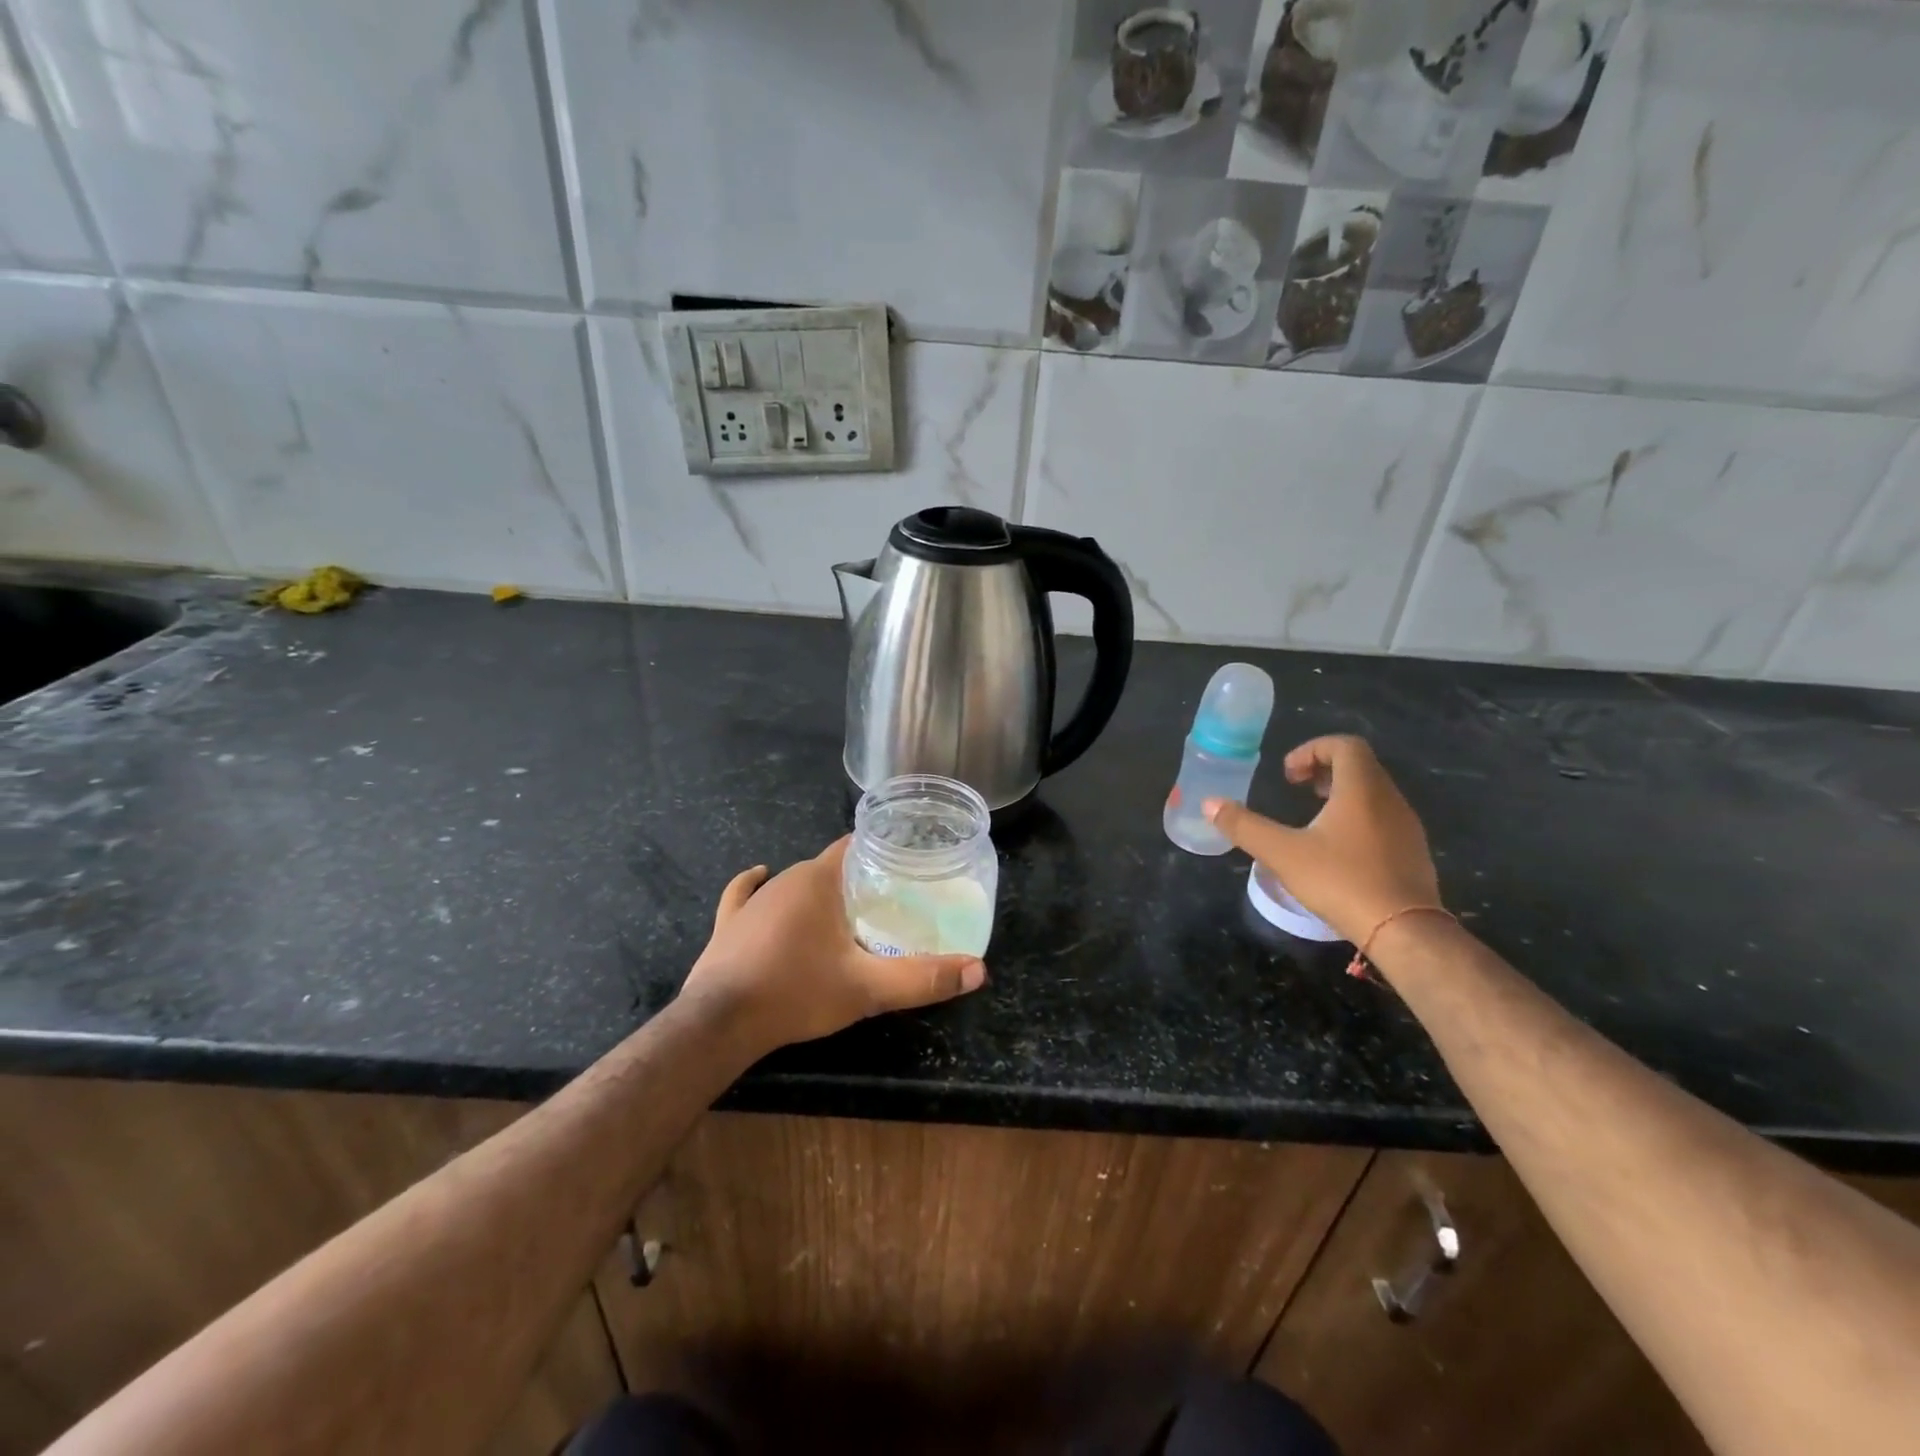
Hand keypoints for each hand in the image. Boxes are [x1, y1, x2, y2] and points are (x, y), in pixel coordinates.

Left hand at [679, 836, 986, 1055]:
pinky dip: (754, 886)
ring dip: (818, 892)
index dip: (880, 852)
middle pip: (830, 868)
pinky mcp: (729, 923)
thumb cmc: (797, 992)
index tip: (904, 868)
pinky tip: (759, 876)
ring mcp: (753, 900)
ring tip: (844, 910)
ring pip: (794, 883)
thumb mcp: (868, 989)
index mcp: (819, 880)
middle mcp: (785, 878)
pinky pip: (744, 894)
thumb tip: (979, 971)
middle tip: (885, 902)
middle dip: (856, 880)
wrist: (720, 1023)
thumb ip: (922, 978)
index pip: (855, 847)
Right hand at [1204, 735, 1440, 944]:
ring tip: (1314, 819)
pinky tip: (1338, 850)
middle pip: (1360, 766)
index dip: (1313, 750)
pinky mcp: (1413, 852)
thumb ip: (1244, 826)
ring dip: (1342, 794)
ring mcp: (1407, 827)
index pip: (1345, 745)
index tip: (1288, 775)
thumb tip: (1209, 803)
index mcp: (1361, 789)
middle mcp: (1389, 799)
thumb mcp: (1282, 853)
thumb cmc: (1341, 881)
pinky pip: (1384, 818)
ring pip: (1374, 792)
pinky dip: (1359, 817)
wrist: (1404, 930)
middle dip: (1325, 770)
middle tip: (1298, 789)